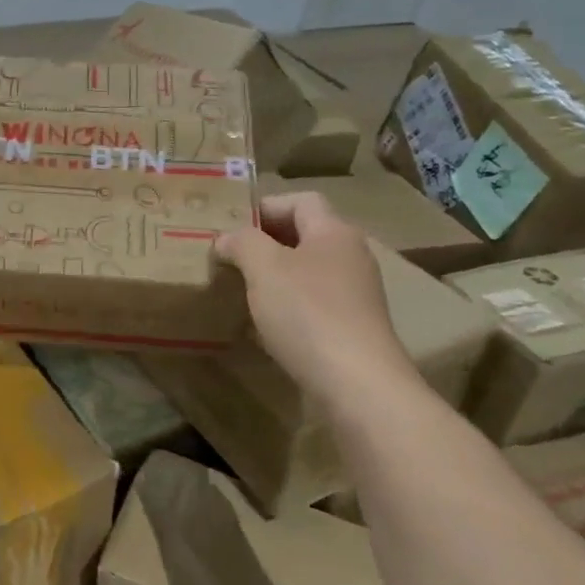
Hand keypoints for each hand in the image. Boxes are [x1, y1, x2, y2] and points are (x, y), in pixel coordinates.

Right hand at [216, 191, 412, 393]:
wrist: (357, 383)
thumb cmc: (308, 313)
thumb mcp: (264, 268)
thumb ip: (242, 243)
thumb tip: (227, 238)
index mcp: (334, 232)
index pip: (300, 200)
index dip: (264, 206)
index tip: (230, 226)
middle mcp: (351, 256)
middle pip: (304, 235)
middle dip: (265, 243)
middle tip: (229, 257)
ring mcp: (355, 294)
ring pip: (306, 271)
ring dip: (273, 276)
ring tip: (240, 289)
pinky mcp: (352, 327)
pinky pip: (313, 304)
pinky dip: (287, 306)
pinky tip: (264, 325)